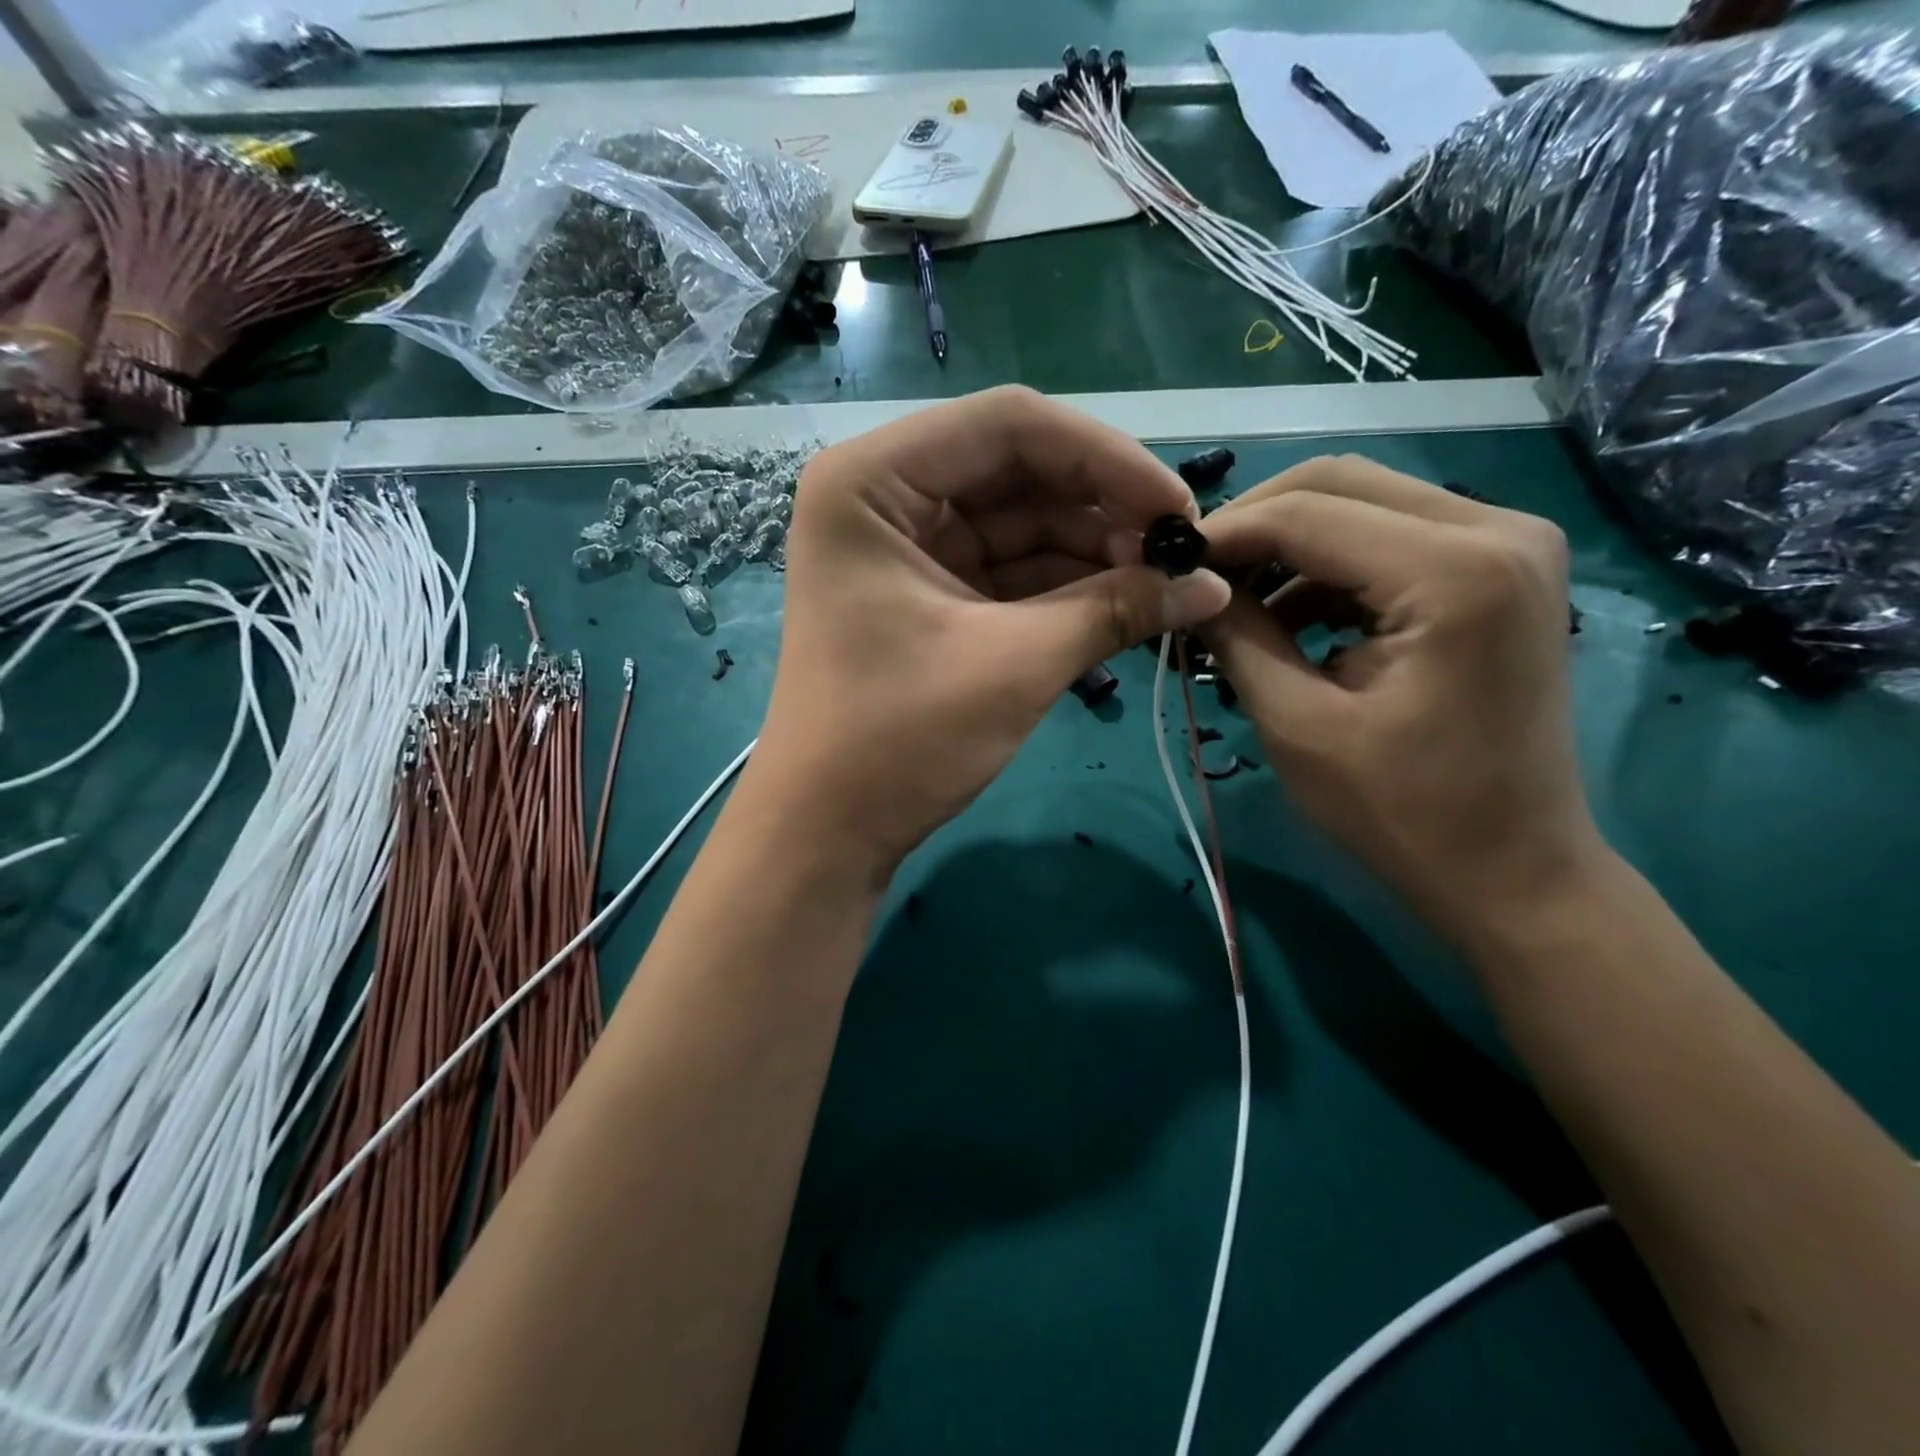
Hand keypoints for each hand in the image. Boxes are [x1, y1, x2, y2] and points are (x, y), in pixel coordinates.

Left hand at [746, 386, 1229, 881]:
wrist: (827, 832)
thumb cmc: (898, 740)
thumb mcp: (1014, 665)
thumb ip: (1115, 609)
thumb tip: (1213, 584)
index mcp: (873, 481)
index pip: (1010, 425)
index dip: (1106, 458)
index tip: (1179, 510)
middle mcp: (885, 496)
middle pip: (1018, 469)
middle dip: (1103, 509)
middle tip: (1180, 554)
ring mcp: (906, 547)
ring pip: (1021, 522)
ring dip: (1094, 549)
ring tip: (1165, 584)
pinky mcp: (930, 594)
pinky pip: (1010, 570)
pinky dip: (1066, 586)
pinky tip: (1127, 602)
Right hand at [1199, 456, 1603, 940]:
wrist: (1512, 870)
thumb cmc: (1403, 813)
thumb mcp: (1297, 724)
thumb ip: (1238, 637)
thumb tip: (1188, 584)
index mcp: (1453, 571)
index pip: (1306, 513)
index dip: (1224, 534)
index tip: (1164, 564)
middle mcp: (1497, 528)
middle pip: (1339, 483)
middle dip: (1254, 525)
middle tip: (1198, 577)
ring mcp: (1509, 542)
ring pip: (1363, 502)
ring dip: (1288, 546)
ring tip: (1234, 606)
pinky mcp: (1500, 568)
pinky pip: (1391, 537)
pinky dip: (1328, 567)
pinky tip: (1288, 617)